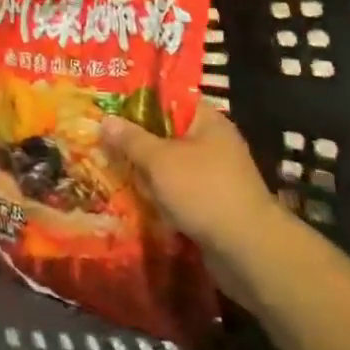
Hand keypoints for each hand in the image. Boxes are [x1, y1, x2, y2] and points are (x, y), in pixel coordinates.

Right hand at [101, 108, 290, 290]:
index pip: (170, 98)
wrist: (248, 251)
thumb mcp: (159, 160)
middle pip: (167, 132)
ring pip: (171, 164)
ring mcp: (215, 175)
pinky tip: (133, 197)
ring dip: (146, 169)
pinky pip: (178, 190)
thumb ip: (131, 139)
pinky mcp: (213, 204)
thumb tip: (105, 119)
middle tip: (101, 135)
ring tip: (109, 165)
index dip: (139, 98)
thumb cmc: (203, 191)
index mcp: (207, 120)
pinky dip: (160, 193)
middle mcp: (214, 142)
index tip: (110, 102)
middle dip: (137, 137)